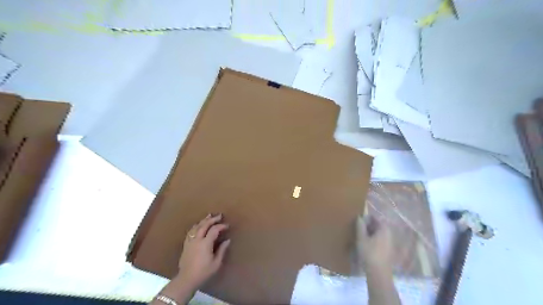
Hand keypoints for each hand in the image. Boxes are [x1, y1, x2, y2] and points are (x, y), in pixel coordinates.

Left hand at [177, 213, 229, 288]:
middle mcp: (197, 240)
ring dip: (203, 220)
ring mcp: (190, 241)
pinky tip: (198, 225)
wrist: (186, 279)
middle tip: (219, 215)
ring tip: (209, 216)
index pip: (214, 230)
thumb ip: (222, 250)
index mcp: (205, 243)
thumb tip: (227, 240)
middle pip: (204, 225)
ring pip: (196, 227)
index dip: (221, 226)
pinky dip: (195, 226)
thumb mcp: (216, 263)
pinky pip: (190, 232)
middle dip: (212, 219)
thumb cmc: (203, 272)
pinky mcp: (185, 245)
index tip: (227, 226)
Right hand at [355, 216, 392, 275]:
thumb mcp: (361, 238)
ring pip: (379, 233)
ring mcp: (390, 242)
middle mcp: (389, 233)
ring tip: (361, 236)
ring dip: (370, 233)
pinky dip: (374, 239)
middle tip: (358, 228)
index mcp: (384, 229)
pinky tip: (367, 244)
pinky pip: (380, 240)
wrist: (379, 273)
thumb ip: (360, 226)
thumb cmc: (369, 253)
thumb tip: (359, 217)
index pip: (375, 218)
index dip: (366, 218)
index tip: (358, 221)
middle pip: (378, 225)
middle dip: (368, 225)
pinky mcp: (389, 250)